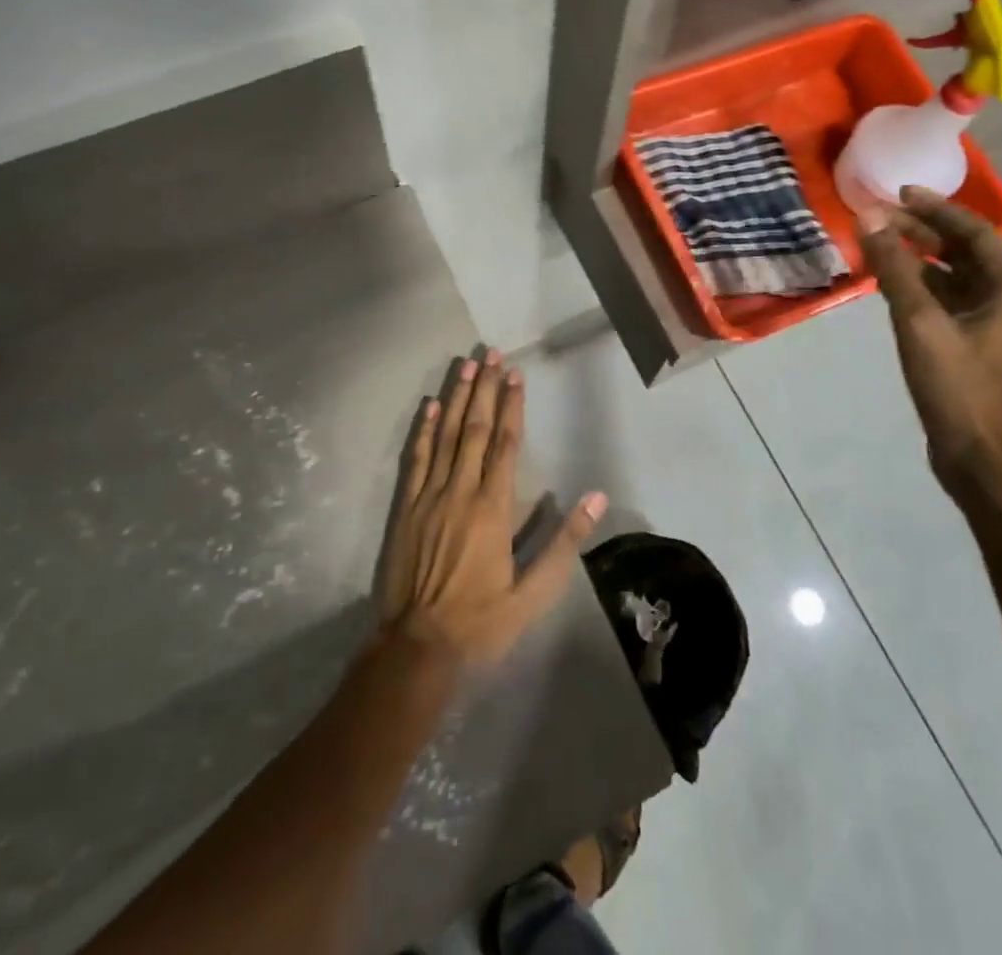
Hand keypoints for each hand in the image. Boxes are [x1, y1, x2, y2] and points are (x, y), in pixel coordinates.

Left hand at [376, 350, 608, 666]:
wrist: (416, 648)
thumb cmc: (481, 621)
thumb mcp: (533, 594)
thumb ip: (564, 544)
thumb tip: (595, 499)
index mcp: (494, 508)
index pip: (506, 444)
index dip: (512, 406)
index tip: (515, 375)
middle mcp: (461, 491)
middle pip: (476, 429)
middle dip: (486, 389)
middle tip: (491, 354)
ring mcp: (429, 496)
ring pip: (446, 435)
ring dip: (457, 398)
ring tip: (465, 365)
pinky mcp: (405, 508)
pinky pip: (416, 459)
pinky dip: (424, 429)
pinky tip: (430, 405)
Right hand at [858, 188, 1001, 501]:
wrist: (984, 461)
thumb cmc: (960, 388)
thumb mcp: (921, 323)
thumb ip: (894, 269)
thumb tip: (868, 217)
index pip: (973, 232)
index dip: (937, 209)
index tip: (899, 194)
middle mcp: (1000, 302)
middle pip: (961, 253)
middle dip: (922, 231)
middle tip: (879, 217)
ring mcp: (983, 328)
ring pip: (949, 279)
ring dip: (916, 259)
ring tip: (877, 245)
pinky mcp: (965, 350)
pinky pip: (940, 304)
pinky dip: (914, 288)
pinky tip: (886, 288)